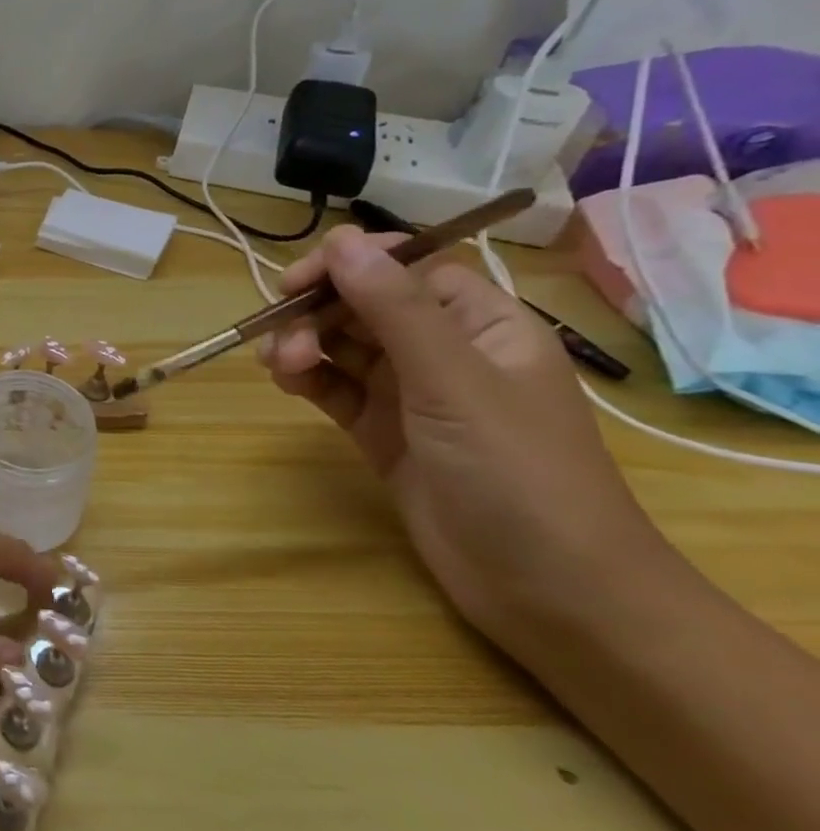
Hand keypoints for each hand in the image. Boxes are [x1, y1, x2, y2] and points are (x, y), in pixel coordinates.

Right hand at [257, 225, 661, 646]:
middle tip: (281, 338)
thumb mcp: (453, 382)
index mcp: (481, 325)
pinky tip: (286, 381)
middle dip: (318, 313)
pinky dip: (306, 378)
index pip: (407, 268)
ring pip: (342, 345)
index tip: (299, 281)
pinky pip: (334, 388)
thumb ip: (394, 309)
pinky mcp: (382, 432)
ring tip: (281, 368)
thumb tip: (342, 239)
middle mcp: (444, 351)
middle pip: (364, 305)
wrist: (549, 591)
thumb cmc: (518, 473)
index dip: (352, 265)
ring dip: (303, 345)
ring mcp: (411, 394)